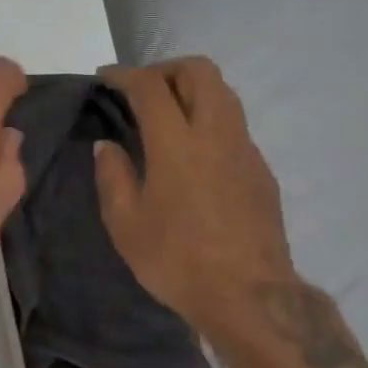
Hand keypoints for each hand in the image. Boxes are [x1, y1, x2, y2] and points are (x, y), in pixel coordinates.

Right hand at [93, 59, 297, 343]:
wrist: (250, 298)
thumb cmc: (177, 260)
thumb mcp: (125, 224)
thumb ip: (113, 176)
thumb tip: (108, 146)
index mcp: (177, 144)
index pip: (151, 86)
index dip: (125, 74)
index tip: (106, 78)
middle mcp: (216, 134)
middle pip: (200, 71)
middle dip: (166, 69)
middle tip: (141, 90)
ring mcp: (245, 150)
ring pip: (224, 93)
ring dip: (192, 90)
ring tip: (166, 115)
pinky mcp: (262, 170)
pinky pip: (234, 125)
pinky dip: (209, 119)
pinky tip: (192, 153)